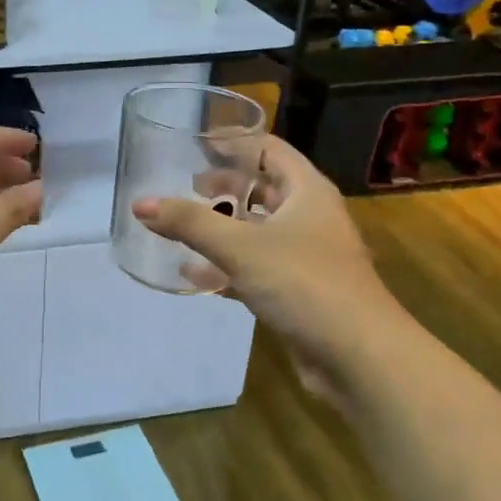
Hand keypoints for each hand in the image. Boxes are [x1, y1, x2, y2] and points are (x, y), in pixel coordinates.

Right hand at [132, 136, 404, 404]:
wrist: (360, 357)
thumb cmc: (304, 283)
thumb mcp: (240, 247)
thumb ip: (189, 223)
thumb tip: (140, 204)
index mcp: (307, 192)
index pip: (269, 150)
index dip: (235, 142)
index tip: (198, 143)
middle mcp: (311, 217)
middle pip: (264, 189)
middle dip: (227, 186)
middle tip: (188, 185)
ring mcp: (308, 256)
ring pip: (260, 230)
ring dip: (225, 227)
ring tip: (185, 225)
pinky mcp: (300, 291)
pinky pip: (257, 267)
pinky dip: (228, 266)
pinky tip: (193, 275)